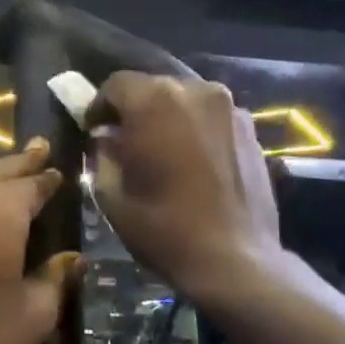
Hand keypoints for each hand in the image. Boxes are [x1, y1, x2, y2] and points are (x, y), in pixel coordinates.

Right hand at [90, 73, 281, 299]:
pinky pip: (211, 117)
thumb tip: (106, 139)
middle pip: (153, 87)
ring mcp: (229, 107)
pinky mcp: (251, 128)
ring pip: (185, 100)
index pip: (116, 84)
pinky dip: (196, 130)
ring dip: (168, 118)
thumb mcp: (113, 196)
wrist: (234, 259)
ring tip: (162, 152)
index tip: (93, 131)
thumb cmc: (164, 229)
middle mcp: (195, 90)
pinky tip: (193, 162)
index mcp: (154, 101)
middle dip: (135, 110)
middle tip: (125, 142)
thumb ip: (103, 156)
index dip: (99, 106)